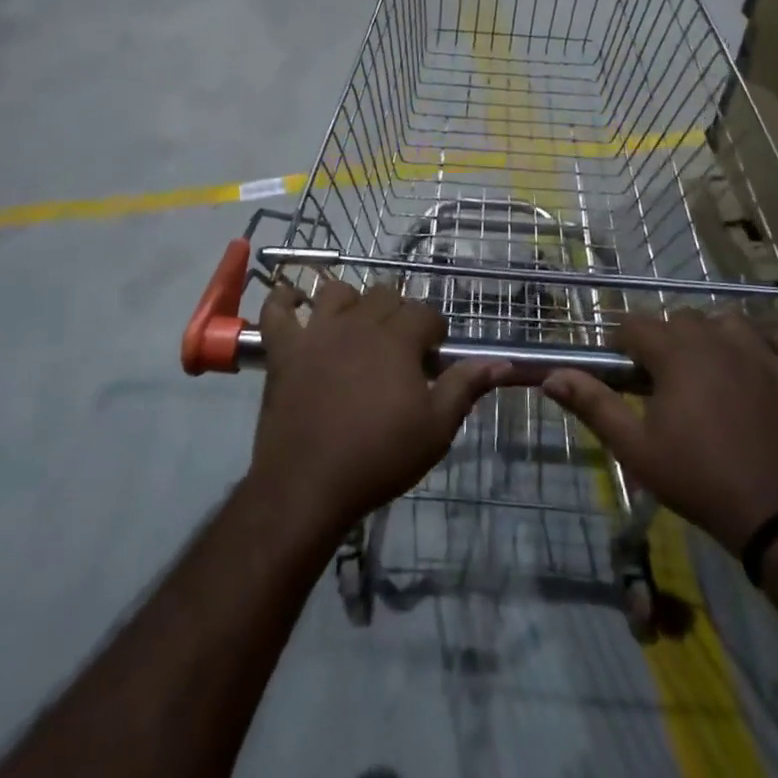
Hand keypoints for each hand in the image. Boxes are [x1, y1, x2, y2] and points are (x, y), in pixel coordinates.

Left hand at [246, 279, 509, 541]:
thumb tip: (501, 362)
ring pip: (337, 292)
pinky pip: (277, 310)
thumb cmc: (379, 458)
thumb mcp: (435, 429)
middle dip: (398, 314)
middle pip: (384, 295)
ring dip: (350, 302)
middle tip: (399, 348)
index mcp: (397, 339)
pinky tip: (292, 301)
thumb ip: (465, 387)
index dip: (434, 331)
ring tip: (355, 328)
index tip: (433, 357)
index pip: (425, 313)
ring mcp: (317, 332)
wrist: (309, 486)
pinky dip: (283, 300)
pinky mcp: (284, 349)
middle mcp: (358, 324)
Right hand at [544, 309, 777, 549]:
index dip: (622, 346)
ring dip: (713, 336)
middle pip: (679, 320)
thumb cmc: (698, 478)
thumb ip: (593, 404)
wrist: (776, 517)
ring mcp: (761, 354)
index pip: (634, 326)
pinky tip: (766, 354)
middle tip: (660, 384)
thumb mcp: (635, 447)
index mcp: (675, 352)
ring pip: (728, 321)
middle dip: (664, 343)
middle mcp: (716, 339)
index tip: (621, 375)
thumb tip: (552, 377)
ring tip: (706, 369)